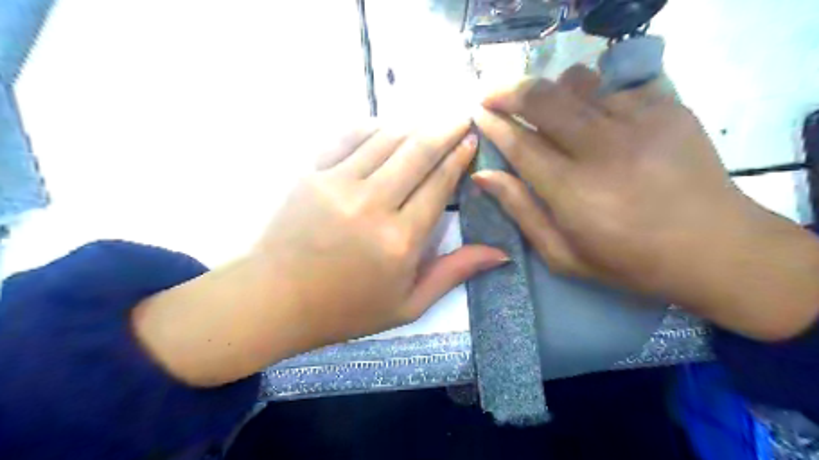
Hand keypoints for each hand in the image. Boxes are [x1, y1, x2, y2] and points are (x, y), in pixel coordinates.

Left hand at [133, 118, 506, 386]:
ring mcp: (338, 184)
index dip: (459, 156)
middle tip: (462, 116)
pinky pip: (348, 136)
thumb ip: (454, 273)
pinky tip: (384, 129)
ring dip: (413, 126)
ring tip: (428, 123)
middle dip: (446, 128)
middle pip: (418, 151)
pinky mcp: (311, 173)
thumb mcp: (408, 305)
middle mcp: (373, 205)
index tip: (472, 139)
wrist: (274, 300)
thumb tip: (501, 253)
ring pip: (386, 139)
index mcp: (400, 240)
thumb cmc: (345, 309)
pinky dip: (372, 128)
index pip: (439, 184)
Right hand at [475, 66, 817, 341]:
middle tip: (494, 95)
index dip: (493, 123)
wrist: (715, 248)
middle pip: (544, 99)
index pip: (520, 142)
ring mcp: (639, 122)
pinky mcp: (668, 108)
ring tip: (544, 106)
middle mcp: (601, 148)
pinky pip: (615, 86)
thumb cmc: (629, 261)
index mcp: (572, 190)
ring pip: (578, 82)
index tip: (478, 113)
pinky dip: (593, 95)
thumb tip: (483, 175)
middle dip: (509, 91)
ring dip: (551, 90)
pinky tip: (594, 116)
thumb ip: (520, 210)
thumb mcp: (562, 253)